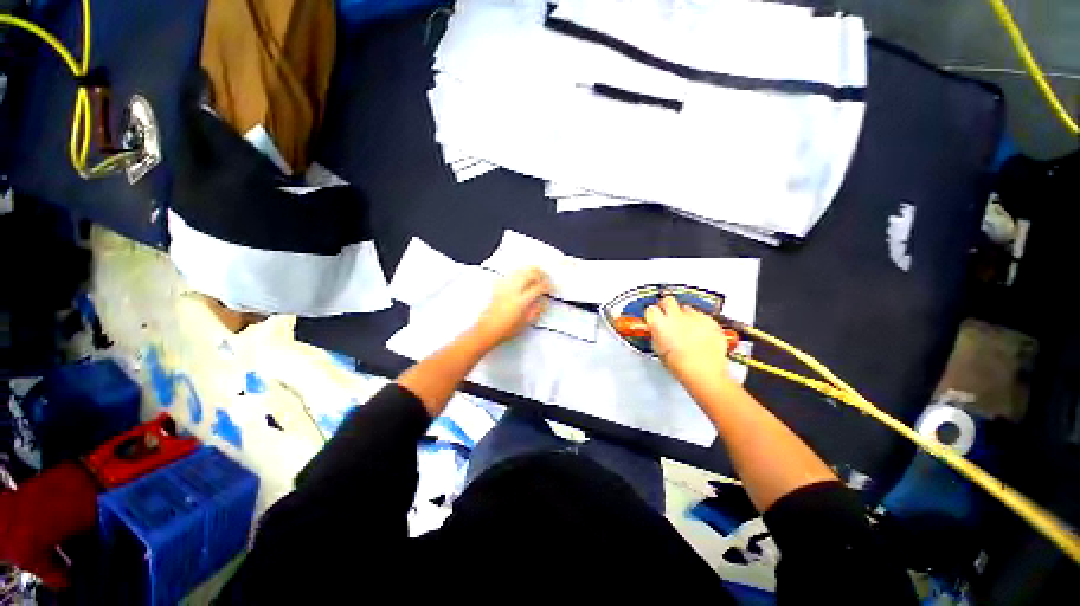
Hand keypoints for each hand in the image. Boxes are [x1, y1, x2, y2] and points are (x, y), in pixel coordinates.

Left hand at [474, 267, 551, 346]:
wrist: (488, 329)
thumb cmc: (507, 329)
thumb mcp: (526, 322)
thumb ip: (537, 310)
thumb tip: (544, 301)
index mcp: (521, 301)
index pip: (538, 287)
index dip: (547, 286)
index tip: (551, 288)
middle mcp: (513, 290)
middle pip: (529, 274)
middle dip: (540, 274)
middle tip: (546, 278)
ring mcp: (505, 287)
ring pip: (520, 271)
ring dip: (530, 271)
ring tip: (536, 274)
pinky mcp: (498, 287)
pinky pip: (511, 274)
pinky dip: (519, 273)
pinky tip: (522, 277)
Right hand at [645, 296, 732, 384]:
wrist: (704, 372)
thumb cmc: (681, 365)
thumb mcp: (659, 350)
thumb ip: (656, 335)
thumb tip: (657, 331)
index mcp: (660, 324)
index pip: (651, 310)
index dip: (652, 313)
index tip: (654, 317)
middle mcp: (676, 316)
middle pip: (668, 300)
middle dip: (667, 306)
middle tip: (668, 314)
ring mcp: (694, 317)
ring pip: (686, 308)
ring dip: (685, 316)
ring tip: (687, 329)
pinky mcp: (709, 320)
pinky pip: (702, 316)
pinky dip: (700, 323)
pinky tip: (700, 334)